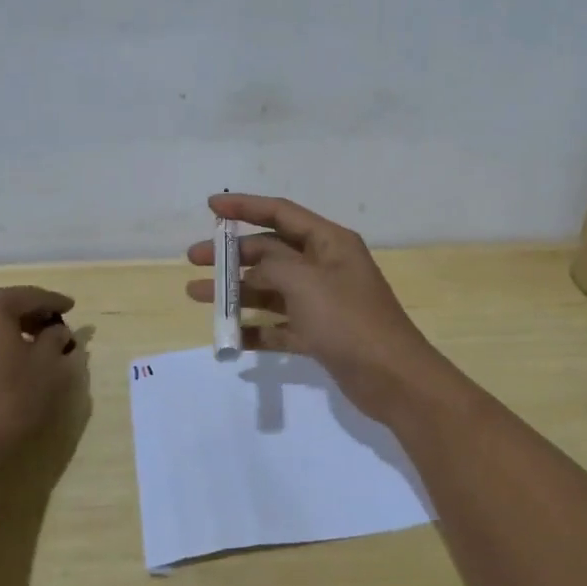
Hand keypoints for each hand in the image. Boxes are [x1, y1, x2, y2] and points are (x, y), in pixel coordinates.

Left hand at [0, 286, 79, 488]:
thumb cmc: (2, 404)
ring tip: (20, 357)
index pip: (29, 296)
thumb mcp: (47, 371)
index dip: (54, 302)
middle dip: (26, 319)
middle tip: (49, 332)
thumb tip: (55, 332)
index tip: (71, 308)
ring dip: (0, 338)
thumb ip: (55, 342)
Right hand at [186, 194, 440, 420]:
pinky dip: (254, 329)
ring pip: (270, 289)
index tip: (210, 207)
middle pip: (271, 252)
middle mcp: (324, 266)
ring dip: (235, 292)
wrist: (393, 378)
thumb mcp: (306, 282)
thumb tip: (253, 266)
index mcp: (328, 242)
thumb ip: (272, 265)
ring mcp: (321, 302)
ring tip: (196, 295)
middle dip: (232, 255)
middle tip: (193, 259)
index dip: (245, 207)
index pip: (280, 213)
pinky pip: (278, 325)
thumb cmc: (348, 320)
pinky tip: (227, 337)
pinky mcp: (319, 335)